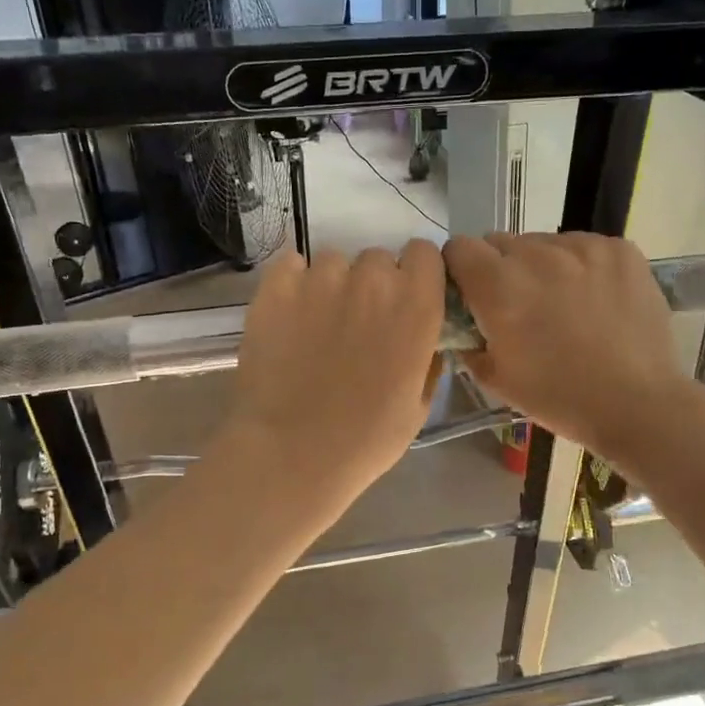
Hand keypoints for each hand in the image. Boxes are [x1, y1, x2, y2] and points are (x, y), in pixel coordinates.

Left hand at [219, 242, 446, 517]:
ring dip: (333, 285)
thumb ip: (427, 358)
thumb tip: (425, 338)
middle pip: (379, 258)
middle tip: (360, 323)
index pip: (425, 253)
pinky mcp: (276, 287)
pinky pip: (291, 265)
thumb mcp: (418, 405)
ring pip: (334, 262)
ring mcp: (321, 279)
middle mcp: (373, 281)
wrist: (292, 453)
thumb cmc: (365, 439)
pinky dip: (293, 283)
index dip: (416, 273)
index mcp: (416, 306)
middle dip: (374, 284)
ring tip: (319, 325)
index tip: (407, 297)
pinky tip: (290, 315)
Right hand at [444, 232, 692, 460]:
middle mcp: (537, 255)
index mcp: (499, 287)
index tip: (472, 294)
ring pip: (544, 243)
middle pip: (501, 242)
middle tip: (520, 306)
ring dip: (542, 266)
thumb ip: (468, 340)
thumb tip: (465, 323)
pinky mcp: (619, 249)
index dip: (460, 270)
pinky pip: (584, 246)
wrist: (637, 404)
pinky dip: (581, 266)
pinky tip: (595, 300)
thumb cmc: (559, 398)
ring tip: (563, 304)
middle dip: (501, 269)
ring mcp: (583, 247)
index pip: (459, 248)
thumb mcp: (496, 379)